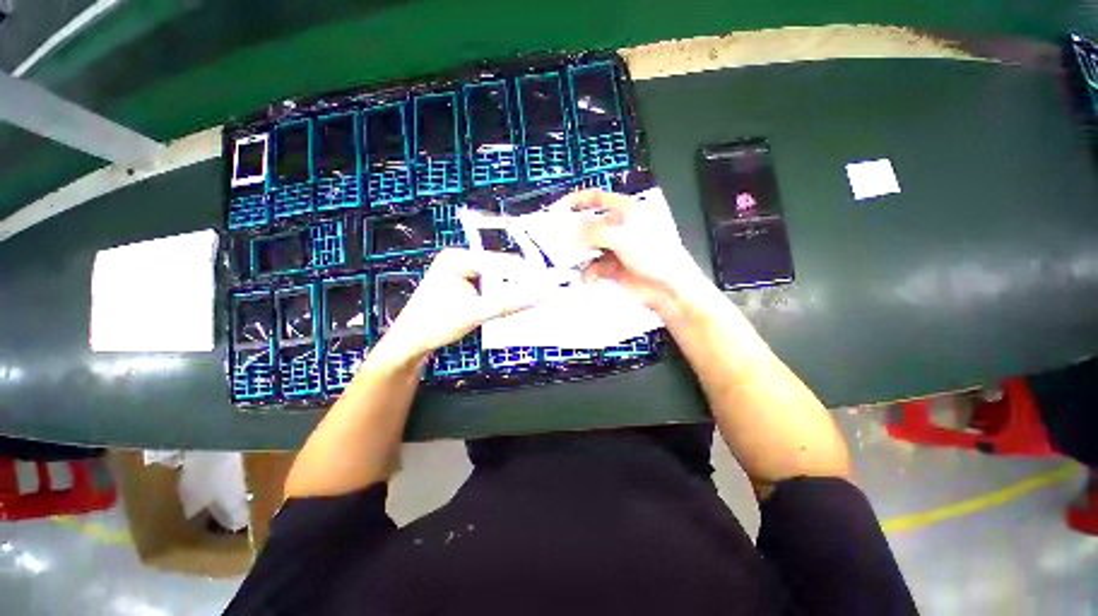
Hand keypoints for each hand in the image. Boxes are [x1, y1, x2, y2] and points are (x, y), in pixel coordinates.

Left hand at [374, 249, 540, 363]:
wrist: (410, 344)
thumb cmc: (436, 324)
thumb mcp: (475, 313)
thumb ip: (508, 304)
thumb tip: (540, 296)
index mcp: (459, 258)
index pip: (500, 262)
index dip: (524, 274)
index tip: (547, 285)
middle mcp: (460, 260)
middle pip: (498, 270)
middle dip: (518, 284)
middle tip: (541, 296)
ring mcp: (460, 273)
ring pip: (495, 280)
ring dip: (510, 292)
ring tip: (530, 301)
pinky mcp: (462, 286)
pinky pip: (488, 288)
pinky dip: (499, 297)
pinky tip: (511, 306)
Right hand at [564, 190, 710, 318]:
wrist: (668, 287)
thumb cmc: (653, 254)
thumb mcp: (623, 236)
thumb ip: (594, 231)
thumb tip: (572, 233)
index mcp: (628, 211)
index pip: (600, 198)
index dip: (580, 200)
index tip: (560, 207)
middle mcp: (621, 228)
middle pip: (591, 225)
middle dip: (575, 233)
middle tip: (558, 240)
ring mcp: (617, 249)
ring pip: (590, 248)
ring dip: (580, 255)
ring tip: (569, 261)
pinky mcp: (614, 268)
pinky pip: (595, 266)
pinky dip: (589, 271)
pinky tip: (587, 276)